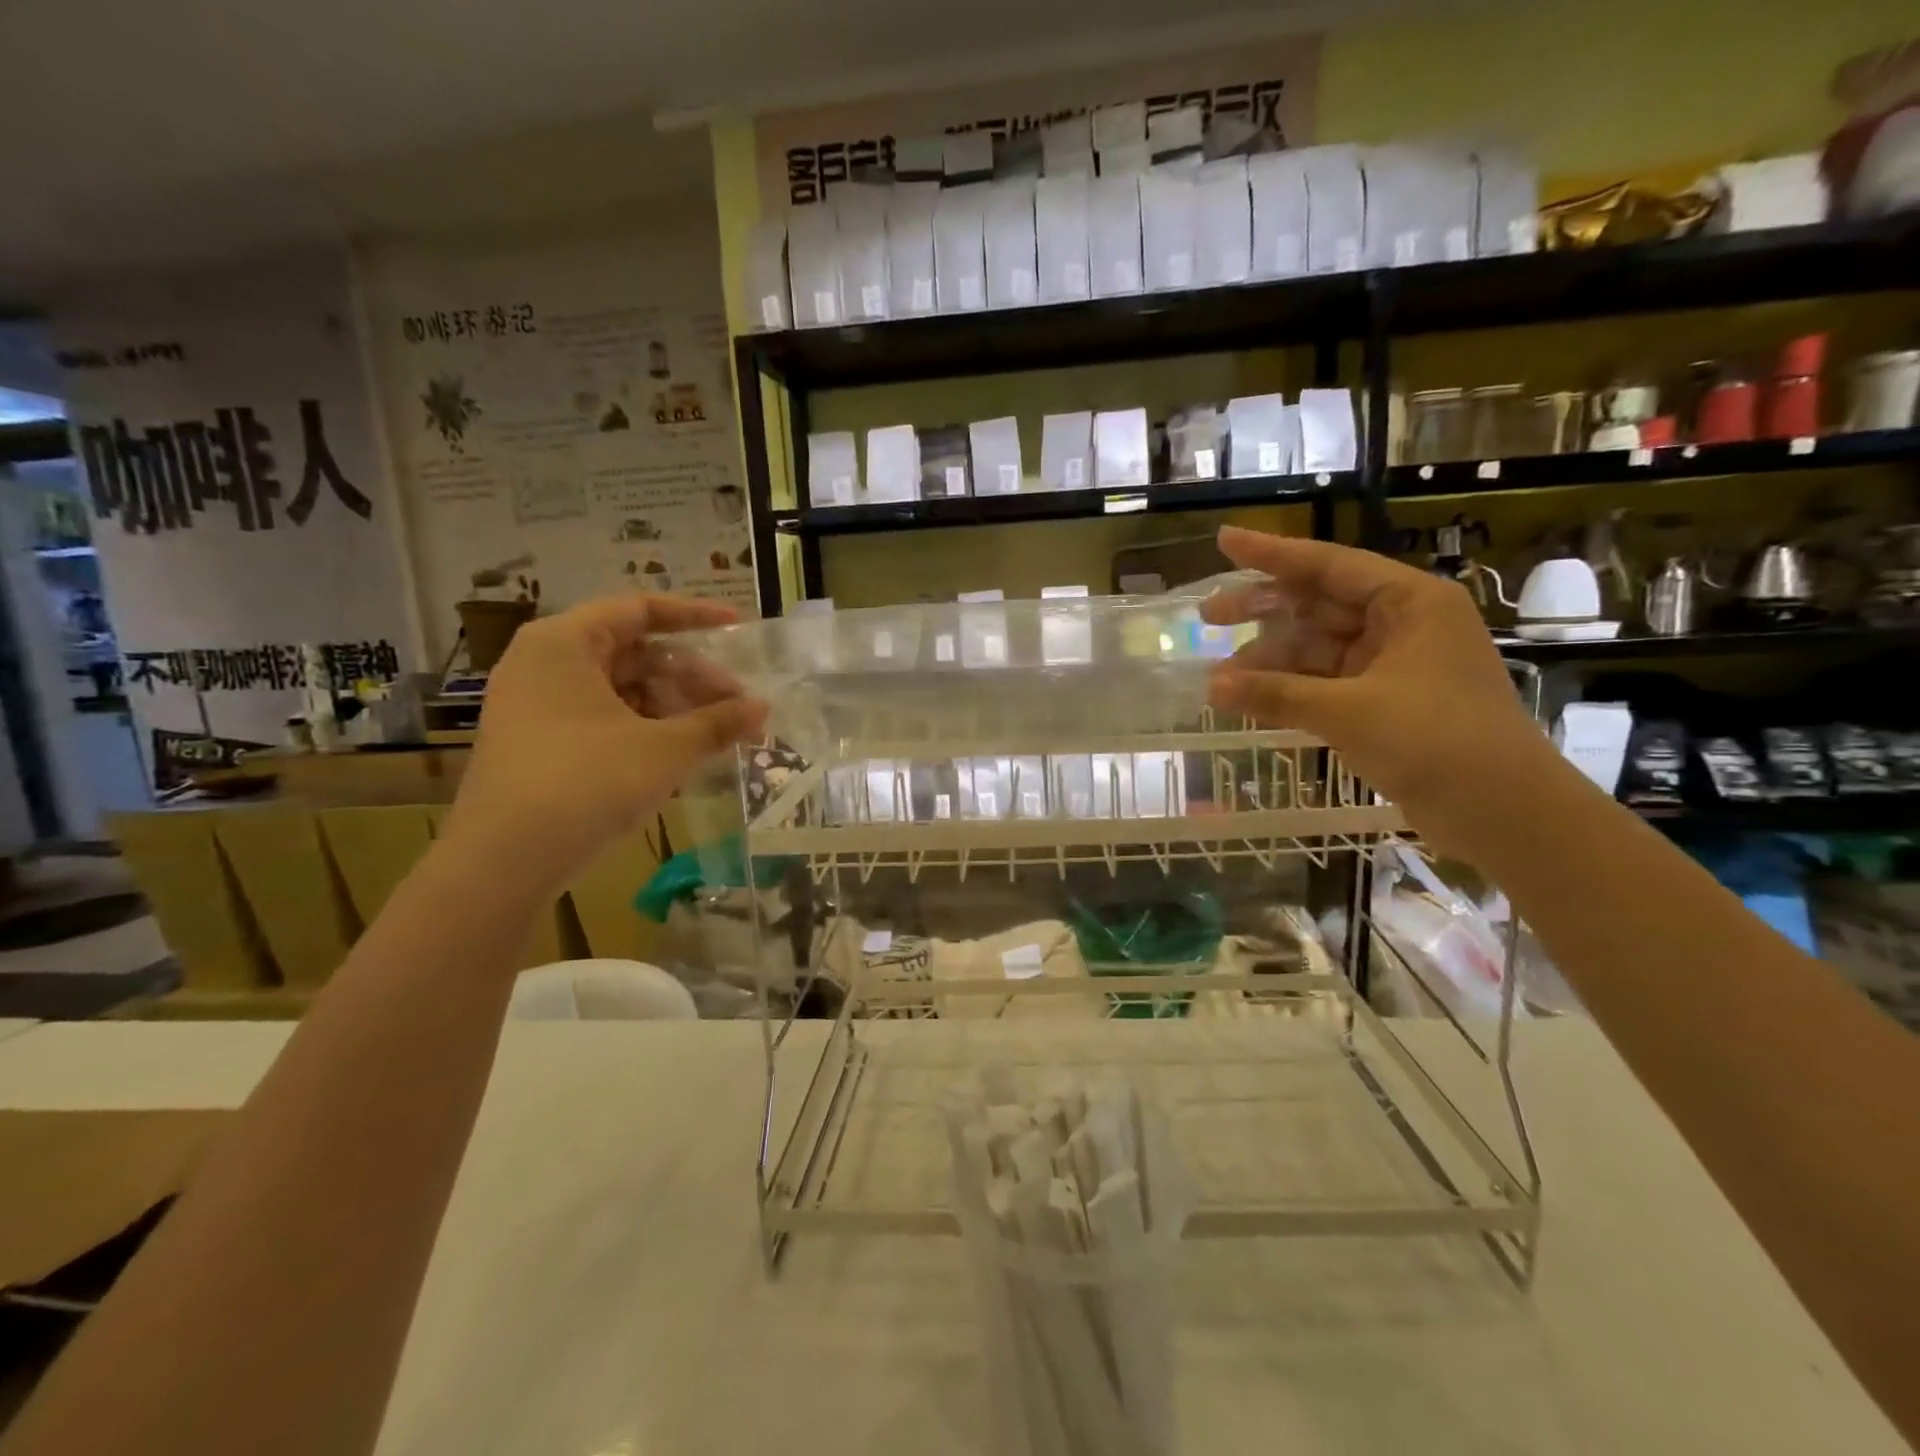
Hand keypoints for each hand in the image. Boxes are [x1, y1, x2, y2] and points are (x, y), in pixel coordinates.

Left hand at [443, 594, 766, 887]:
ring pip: (621, 689)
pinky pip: (604, 719)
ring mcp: (537, 706)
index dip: (695, 616)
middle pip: (633, 653)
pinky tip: (682, 754)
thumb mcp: (664, 749)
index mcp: (564, 642)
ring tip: (717, 733)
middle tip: (737, 703)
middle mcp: (545, 663)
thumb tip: (763, 708)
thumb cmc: (587, 782)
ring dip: (673, 706)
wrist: (503, 861)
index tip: (739, 628)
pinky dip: (646, 728)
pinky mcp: (540, 744)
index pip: (640, 609)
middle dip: (691, 676)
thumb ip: (718, 722)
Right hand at [1201, 525, 1543, 834]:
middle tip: (1208, 617)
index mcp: (1409, 603)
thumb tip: (1212, 686)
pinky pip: (1326, 681)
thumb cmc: (1435, 741)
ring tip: (1220, 677)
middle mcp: (1402, 624)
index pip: (1328, 565)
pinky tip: (1252, 697)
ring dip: (1272, 659)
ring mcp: (1394, 664)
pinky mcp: (1386, 701)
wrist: (1504, 812)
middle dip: (1263, 611)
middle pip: (1319, 604)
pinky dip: (1291, 688)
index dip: (1271, 554)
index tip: (1224, 541)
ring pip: (1318, 647)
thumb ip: (1276, 694)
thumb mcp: (1348, 711)